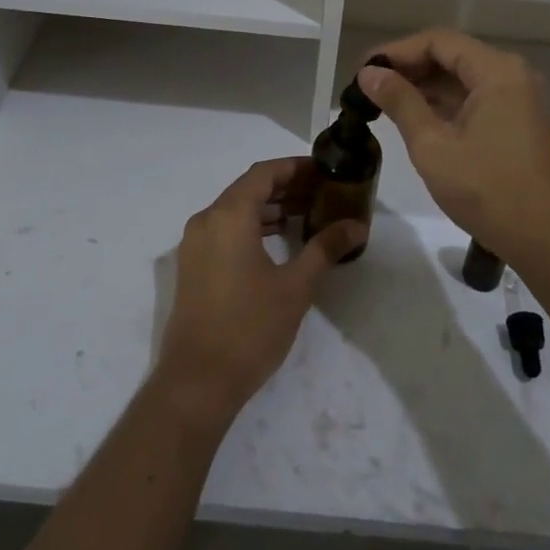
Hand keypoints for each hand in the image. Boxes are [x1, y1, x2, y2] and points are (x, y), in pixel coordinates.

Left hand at [154, 158, 362, 425]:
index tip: (324, 171)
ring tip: (306, 214)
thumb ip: (325, 248)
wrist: (197, 382)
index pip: (264, 173)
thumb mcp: (295, 286)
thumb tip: (357, 225)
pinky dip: (252, 225)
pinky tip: (278, 240)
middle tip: (322, 193)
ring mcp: (195, 243)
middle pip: (249, 188)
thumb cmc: (250, 328)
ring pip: (236, 208)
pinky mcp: (193, 265)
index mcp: (229, 215)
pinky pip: (225, 228)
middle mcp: (207, 220)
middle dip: (286, 186)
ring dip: (269, 207)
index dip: (295, 168)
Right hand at [359, 30, 549, 266]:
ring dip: (425, 86)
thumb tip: (369, 73)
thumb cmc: (487, 190)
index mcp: (497, 71)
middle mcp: (513, 75)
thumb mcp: (432, 145)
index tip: (363, 70)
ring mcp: (520, 99)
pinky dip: (445, 104)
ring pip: (463, 78)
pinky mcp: (519, 122)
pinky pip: (476, 98)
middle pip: (452, 55)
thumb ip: (399, 101)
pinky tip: (415, 118)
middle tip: (369, 87)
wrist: (545, 241)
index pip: (438, 41)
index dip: (396, 51)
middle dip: (409, 68)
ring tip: (384, 103)